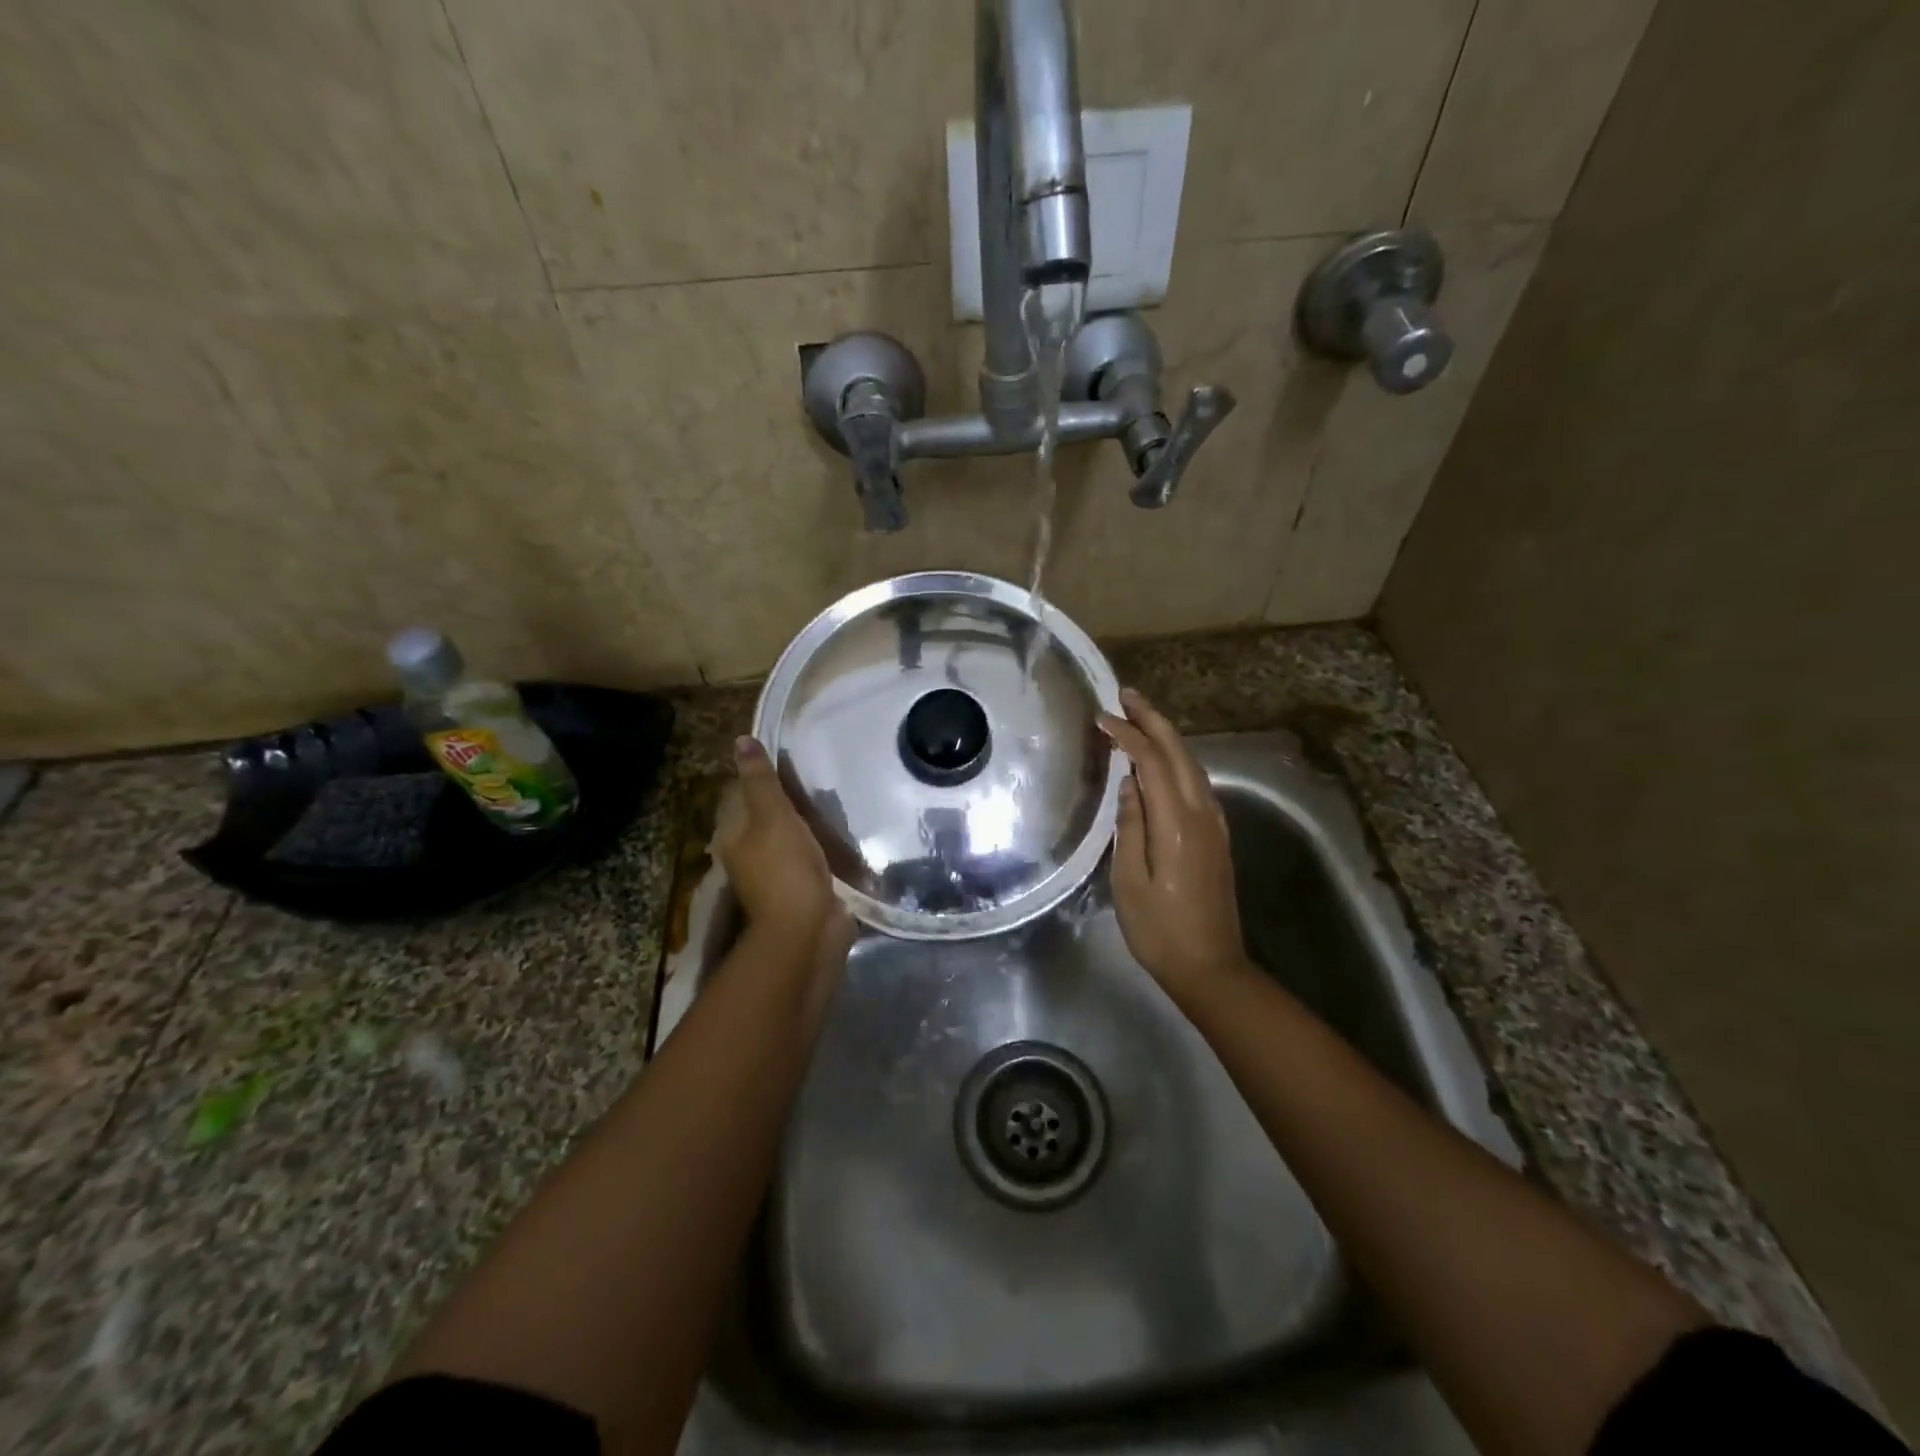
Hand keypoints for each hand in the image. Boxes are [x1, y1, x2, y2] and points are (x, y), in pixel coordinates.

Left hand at [718, 737, 850, 950]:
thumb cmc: (785, 868)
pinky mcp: (803, 891)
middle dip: (787, 803)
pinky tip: (839, 836)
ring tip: (832, 802)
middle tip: (817, 778)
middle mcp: (749, 857)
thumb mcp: (772, 815)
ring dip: (805, 826)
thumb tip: (741, 740)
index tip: (788, 760)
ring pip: (789, 840)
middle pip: (766, 820)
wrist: (808, 929)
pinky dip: (821, 848)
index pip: (742, 798)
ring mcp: (777, 877)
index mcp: (734, 838)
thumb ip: (761, 780)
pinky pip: (810, 861)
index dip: (761, 778)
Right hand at [1097, 689, 1248, 1005]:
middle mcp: (1202, 814)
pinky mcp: (1217, 837)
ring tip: (1140, 718)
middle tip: (1126, 696)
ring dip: (1167, 737)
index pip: (1151, 762)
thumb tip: (1130, 783)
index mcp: (1177, 823)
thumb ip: (1131, 825)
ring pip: (1192, 766)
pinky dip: (1178, 761)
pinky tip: (1163, 762)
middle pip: (1179, 753)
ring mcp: (1215, 825)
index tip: (1101, 718)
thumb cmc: (1160, 930)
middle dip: (1153, 720)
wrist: (1212, 968)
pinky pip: (1198, 784)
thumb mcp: (1129, 880)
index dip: (1127, 734)